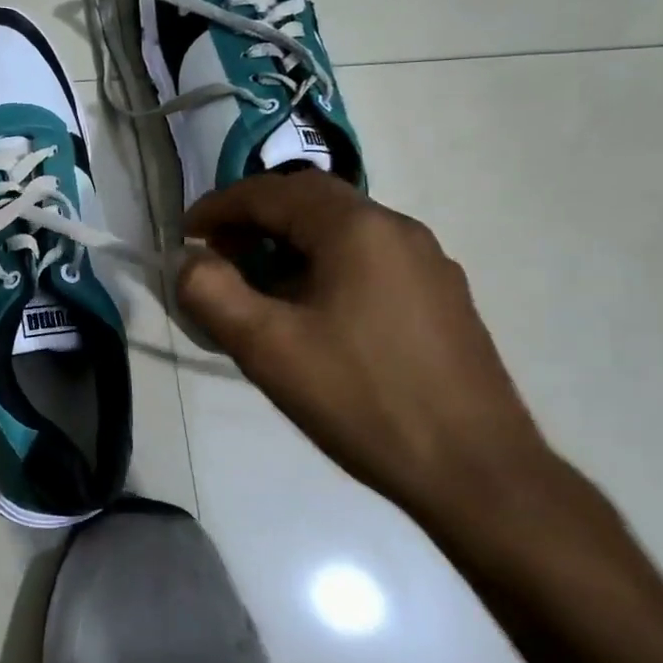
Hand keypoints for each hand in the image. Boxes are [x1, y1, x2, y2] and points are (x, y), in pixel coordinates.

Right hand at [176, 168, 553, 517]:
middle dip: (254, 220)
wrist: (477, 472)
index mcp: (357, 228)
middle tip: (217, 256)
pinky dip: (324, 265)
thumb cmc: (362, 400)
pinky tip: (312, 314)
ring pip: (341, 230)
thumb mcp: (267, 348)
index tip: (185, 233)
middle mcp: (398, 229)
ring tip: (257, 288)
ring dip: (288, 243)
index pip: (272, 191)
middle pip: (310, 201)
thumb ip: (211, 292)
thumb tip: (189, 259)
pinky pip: (368, 259)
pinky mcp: (441, 298)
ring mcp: (428, 263)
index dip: (219, 205)